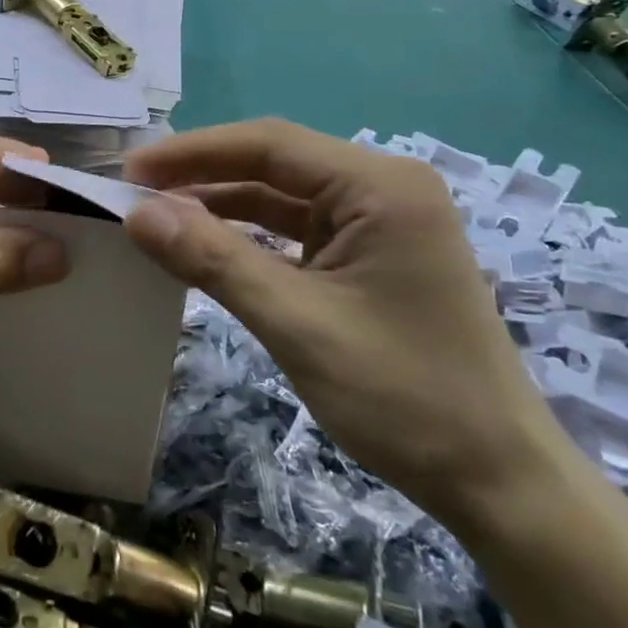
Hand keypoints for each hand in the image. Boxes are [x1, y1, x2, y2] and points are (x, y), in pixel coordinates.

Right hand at [122, 120, 567, 529]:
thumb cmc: (404, 397)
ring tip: (156, 219)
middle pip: (274, 164)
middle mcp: (383, 190)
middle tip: (133, 194)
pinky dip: (247, 239)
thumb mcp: (296, 324)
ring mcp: (379, 224)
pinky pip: (295, 233)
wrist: (498, 483)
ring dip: (220, 207)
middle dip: (202, 176)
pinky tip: (205, 248)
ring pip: (280, 198)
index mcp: (380, 186)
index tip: (130, 171)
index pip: (269, 145)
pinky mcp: (369, 258)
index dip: (193, 152)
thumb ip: (213, 260)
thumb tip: (137, 214)